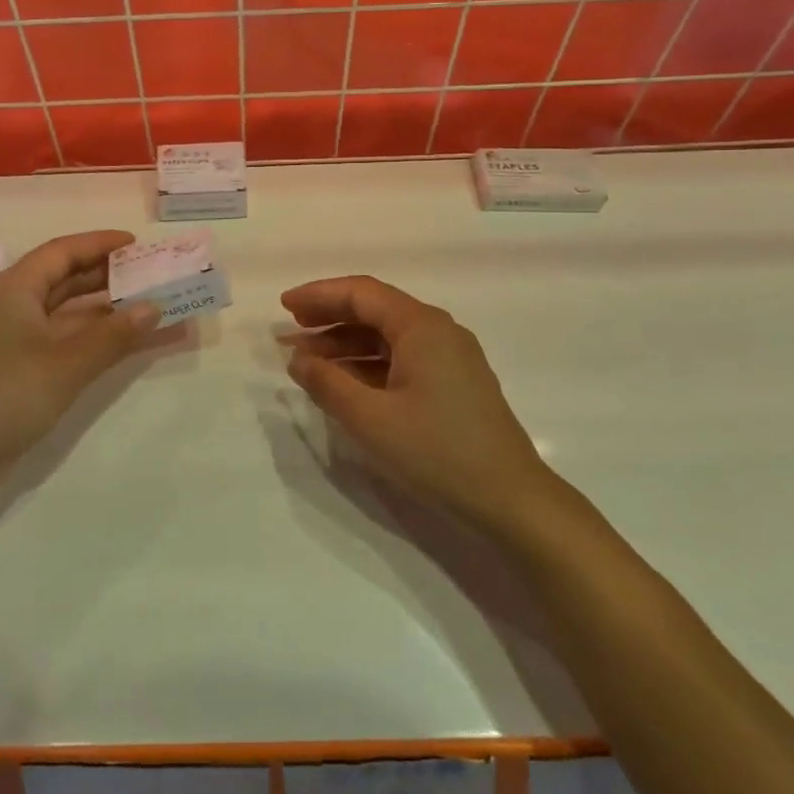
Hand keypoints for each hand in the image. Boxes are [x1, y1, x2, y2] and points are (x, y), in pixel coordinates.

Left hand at [0, 231, 158, 502]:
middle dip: (107, 277)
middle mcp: (9, 305)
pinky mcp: (14, 369)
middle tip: (149, 276)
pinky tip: (122, 345)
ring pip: (65, 314)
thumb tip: (154, 307)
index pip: (62, 252)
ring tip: (148, 309)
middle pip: (64, 279)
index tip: (137, 244)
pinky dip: (92, 340)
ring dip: (104, 312)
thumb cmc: (5, 396)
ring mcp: (10, 339)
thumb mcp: (66, 364)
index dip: (100, 244)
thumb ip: (113, 335)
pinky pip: (61, 341)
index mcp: (13, 289)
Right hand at [282, 275, 553, 528]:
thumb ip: (327, 383)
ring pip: (387, 337)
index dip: (319, 295)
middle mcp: (438, 331)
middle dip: (329, 318)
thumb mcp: (370, 419)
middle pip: (375, 310)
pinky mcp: (454, 384)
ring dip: (346, 344)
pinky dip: (368, 364)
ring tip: (307, 361)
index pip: (361, 293)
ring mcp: (450, 357)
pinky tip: (345, 382)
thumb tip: (297, 358)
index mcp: (421, 326)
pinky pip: (402, 359)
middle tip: (290, 330)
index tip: (283, 306)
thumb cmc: (436, 452)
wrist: (510, 500)